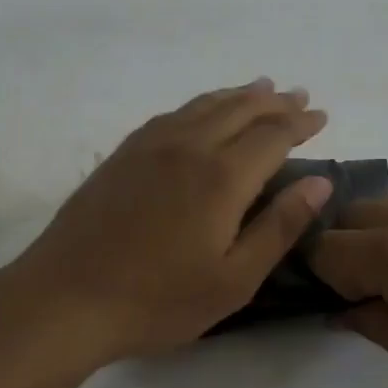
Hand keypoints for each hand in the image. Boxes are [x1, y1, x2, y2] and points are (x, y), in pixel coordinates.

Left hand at [7, 80, 334, 364]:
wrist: (66, 299)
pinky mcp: (121, 156)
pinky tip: (200, 111)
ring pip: (203, 106)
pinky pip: (170, 115)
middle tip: (298, 96)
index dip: (300, 124)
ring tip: (260, 87)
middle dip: (274, 102)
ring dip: (237, 95)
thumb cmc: (158, 300)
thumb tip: (319, 181)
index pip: (273, 136)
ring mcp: (149, 147)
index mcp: (222, 177)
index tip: (321, 116)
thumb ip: (279, 226)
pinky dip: (198, 105)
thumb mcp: (234, 279)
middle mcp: (188, 147)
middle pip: (240, 110)